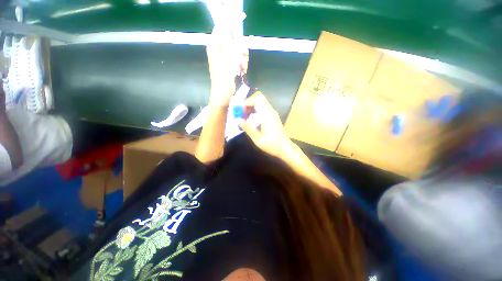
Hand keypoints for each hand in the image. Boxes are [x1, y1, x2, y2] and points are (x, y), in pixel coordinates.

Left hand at [206, 12, 247, 106]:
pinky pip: (239, 57)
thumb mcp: (228, 62)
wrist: (223, 96)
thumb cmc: (223, 81)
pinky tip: (241, 71)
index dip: (232, 20)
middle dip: (240, 48)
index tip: (242, 17)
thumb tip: (234, 29)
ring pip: (238, 48)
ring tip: (241, 69)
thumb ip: (232, 45)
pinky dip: (242, 64)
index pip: (223, 25)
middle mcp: (219, 48)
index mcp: (215, 45)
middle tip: (241, 58)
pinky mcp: (230, 63)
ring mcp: (225, 56)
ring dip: (243, 58)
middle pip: (234, 38)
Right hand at [238, 92, 291, 157]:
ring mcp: (272, 112)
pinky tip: (251, 118)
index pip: (256, 99)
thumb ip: (248, 128)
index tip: (239, 111)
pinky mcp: (273, 115)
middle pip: (259, 97)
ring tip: (244, 116)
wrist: (285, 148)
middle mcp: (270, 111)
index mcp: (267, 115)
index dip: (246, 102)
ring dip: (251, 105)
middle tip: (241, 112)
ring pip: (260, 101)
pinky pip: (262, 106)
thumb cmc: (272, 145)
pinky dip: (255, 109)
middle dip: (248, 102)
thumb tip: (237, 120)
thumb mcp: (257, 139)